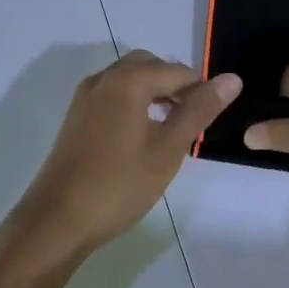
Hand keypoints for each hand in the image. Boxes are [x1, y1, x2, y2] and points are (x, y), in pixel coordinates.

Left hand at [13, 51, 240, 254]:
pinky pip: (113, 93)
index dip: (201, 92)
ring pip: (130, 78)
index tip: (210, 122)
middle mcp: (106, 77)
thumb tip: (232, 78)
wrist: (56, 222)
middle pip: (151, 65)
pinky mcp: (76, 116)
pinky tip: (140, 136)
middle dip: (175, 86)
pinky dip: (133, 102)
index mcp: (130, 80)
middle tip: (191, 121)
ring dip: (154, 92)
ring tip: (170, 129)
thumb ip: (200, 110)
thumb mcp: (169, 149)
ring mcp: (86, 96)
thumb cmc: (119, 185)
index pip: (179, 72)